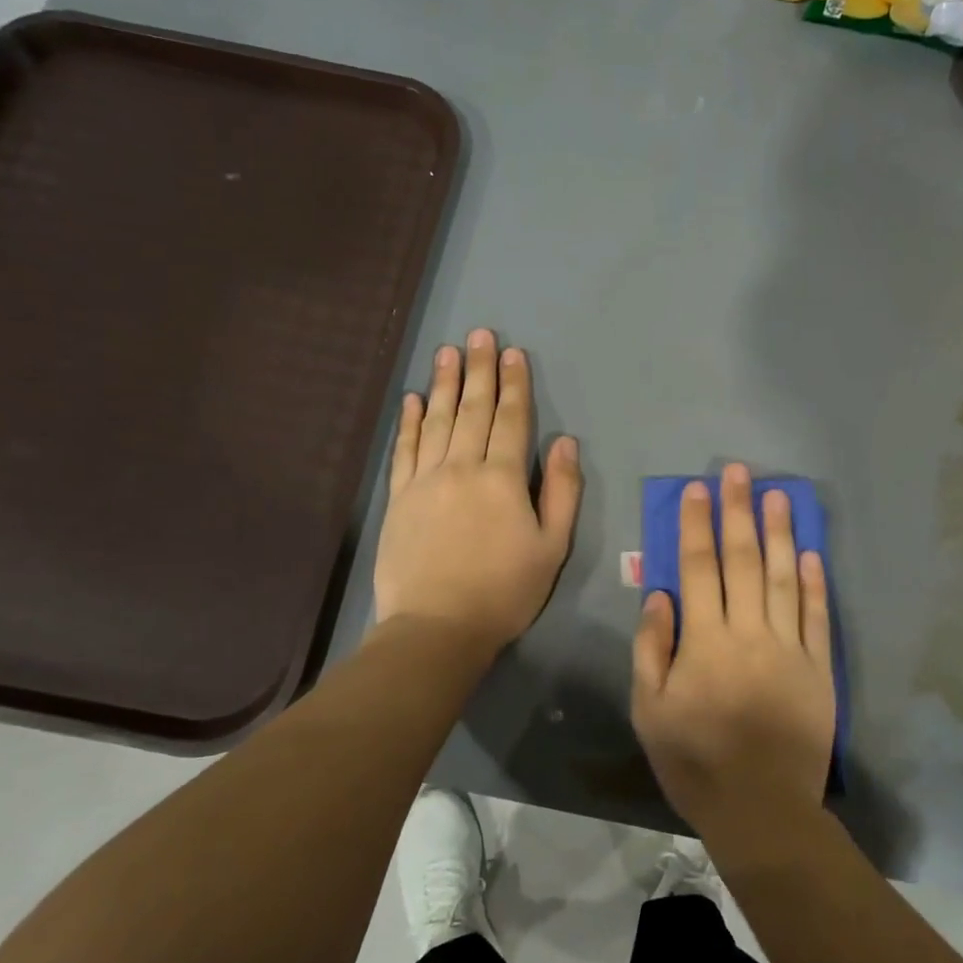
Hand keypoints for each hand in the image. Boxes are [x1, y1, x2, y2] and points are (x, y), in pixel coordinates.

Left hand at [375, 329, 582, 649]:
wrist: (437, 627)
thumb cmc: (505, 591)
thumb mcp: (552, 547)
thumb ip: (561, 491)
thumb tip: (564, 442)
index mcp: (503, 478)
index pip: (511, 420)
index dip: (514, 385)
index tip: (513, 353)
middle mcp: (462, 468)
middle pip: (472, 410)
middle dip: (479, 370)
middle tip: (480, 335)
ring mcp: (425, 480)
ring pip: (437, 421)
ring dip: (444, 384)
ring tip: (448, 352)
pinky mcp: (398, 498)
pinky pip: (404, 450)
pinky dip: (409, 422)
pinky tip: (413, 399)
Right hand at [631, 464, 835, 849]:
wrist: (761, 809)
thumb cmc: (694, 761)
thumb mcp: (649, 710)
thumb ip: (651, 648)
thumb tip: (660, 595)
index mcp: (705, 641)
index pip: (699, 567)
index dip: (697, 525)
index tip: (697, 490)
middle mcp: (750, 632)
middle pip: (744, 560)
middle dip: (738, 512)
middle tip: (739, 472)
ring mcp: (790, 648)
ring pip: (785, 578)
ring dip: (781, 533)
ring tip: (778, 495)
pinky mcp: (820, 668)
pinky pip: (818, 616)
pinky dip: (816, 582)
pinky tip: (812, 553)